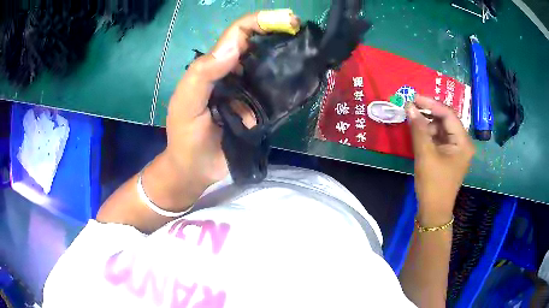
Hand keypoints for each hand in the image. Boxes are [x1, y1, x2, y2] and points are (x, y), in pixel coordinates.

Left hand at [164, 12, 299, 187]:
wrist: (196, 169)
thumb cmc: (186, 137)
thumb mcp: (186, 104)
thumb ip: (202, 74)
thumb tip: (236, 47)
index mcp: (214, 66)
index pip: (237, 34)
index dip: (260, 22)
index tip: (287, 20)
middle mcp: (233, 72)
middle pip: (258, 45)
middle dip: (279, 33)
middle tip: (305, 33)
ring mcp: (249, 90)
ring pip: (270, 64)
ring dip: (288, 53)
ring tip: (311, 49)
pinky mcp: (259, 107)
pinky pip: (276, 89)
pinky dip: (289, 80)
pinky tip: (305, 75)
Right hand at [406, 95, 474, 225]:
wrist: (433, 212)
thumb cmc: (433, 184)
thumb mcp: (425, 155)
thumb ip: (418, 129)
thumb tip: (409, 107)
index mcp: (463, 142)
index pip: (448, 114)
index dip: (431, 104)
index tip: (413, 97)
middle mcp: (462, 143)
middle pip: (446, 120)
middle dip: (429, 113)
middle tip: (411, 107)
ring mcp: (456, 150)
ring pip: (441, 128)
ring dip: (427, 123)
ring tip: (412, 121)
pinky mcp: (449, 156)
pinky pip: (439, 138)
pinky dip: (428, 134)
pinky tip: (418, 133)